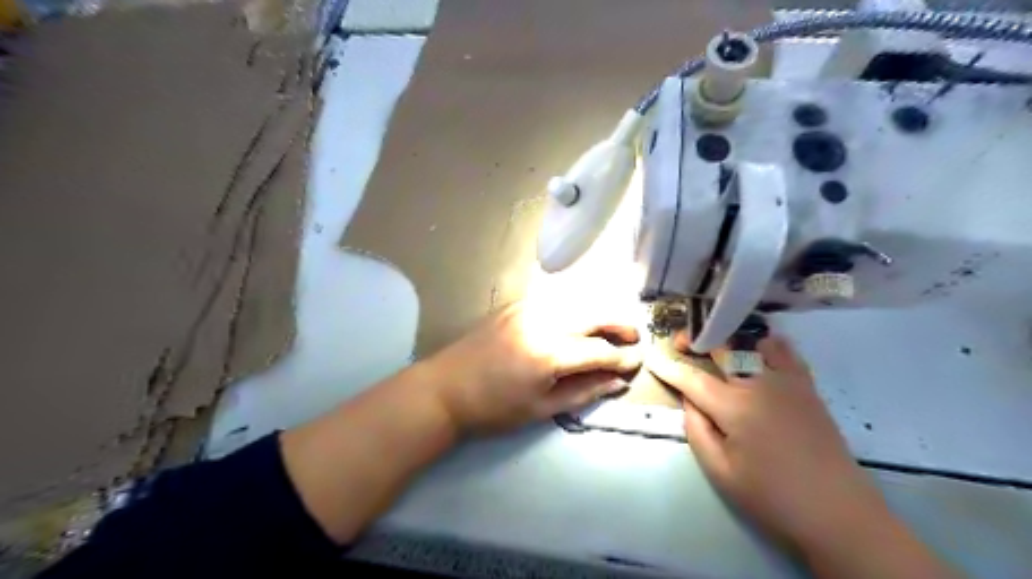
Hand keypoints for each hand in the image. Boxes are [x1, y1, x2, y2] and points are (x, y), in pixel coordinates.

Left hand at [422, 304, 643, 433]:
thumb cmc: (492, 408)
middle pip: (592, 314)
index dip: (621, 357)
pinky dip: (574, 308)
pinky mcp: (515, 304)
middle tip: (634, 336)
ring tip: (612, 328)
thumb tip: (616, 382)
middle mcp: (541, 321)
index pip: (597, 350)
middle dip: (618, 324)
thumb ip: (583, 392)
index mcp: (548, 353)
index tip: (637, 361)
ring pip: (575, 302)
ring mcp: (526, 308)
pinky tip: (579, 320)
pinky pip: (554, 300)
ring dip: (598, 313)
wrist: (444, 389)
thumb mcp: (541, 408)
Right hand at [647, 337, 892, 553]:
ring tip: (718, 343)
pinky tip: (760, 347)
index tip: (652, 357)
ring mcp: (786, 382)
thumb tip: (688, 400)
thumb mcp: (720, 472)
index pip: (692, 379)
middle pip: (721, 351)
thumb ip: (697, 430)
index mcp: (734, 407)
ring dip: (730, 340)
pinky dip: (768, 344)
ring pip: (752, 345)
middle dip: (697, 342)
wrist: (838, 512)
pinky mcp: (806, 388)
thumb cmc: (771, 496)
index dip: (669, 368)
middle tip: (682, 342)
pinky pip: (786, 353)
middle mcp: (758, 385)